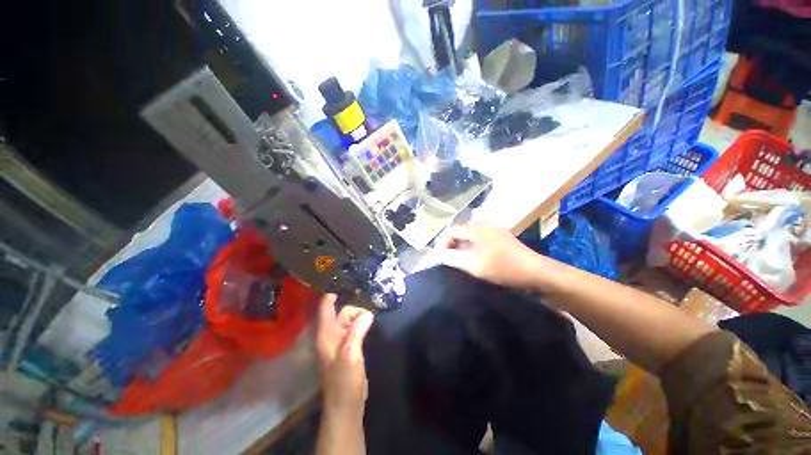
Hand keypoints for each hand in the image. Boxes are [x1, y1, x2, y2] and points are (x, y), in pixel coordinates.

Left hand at [315, 294, 373, 420]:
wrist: (346, 404)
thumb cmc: (344, 380)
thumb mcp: (351, 353)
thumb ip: (357, 330)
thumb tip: (367, 312)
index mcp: (326, 334)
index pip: (326, 307)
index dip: (332, 293)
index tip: (346, 280)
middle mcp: (330, 335)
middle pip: (341, 312)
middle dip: (355, 307)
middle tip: (371, 303)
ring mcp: (339, 342)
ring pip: (349, 321)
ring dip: (359, 315)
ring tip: (373, 310)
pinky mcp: (347, 348)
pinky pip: (353, 329)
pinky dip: (360, 323)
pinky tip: (370, 321)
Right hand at [435, 223, 554, 290]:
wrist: (536, 272)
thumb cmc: (502, 268)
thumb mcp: (473, 265)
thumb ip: (452, 258)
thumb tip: (437, 255)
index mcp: (476, 228)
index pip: (451, 231)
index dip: (442, 244)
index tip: (439, 259)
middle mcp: (484, 224)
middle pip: (460, 232)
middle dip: (451, 245)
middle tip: (447, 261)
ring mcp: (494, 229)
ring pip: (470, 236)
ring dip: (461, 247)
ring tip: (458, 261)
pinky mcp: (501, 237)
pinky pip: (480, 239)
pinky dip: (472, 247)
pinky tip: (474, 258)